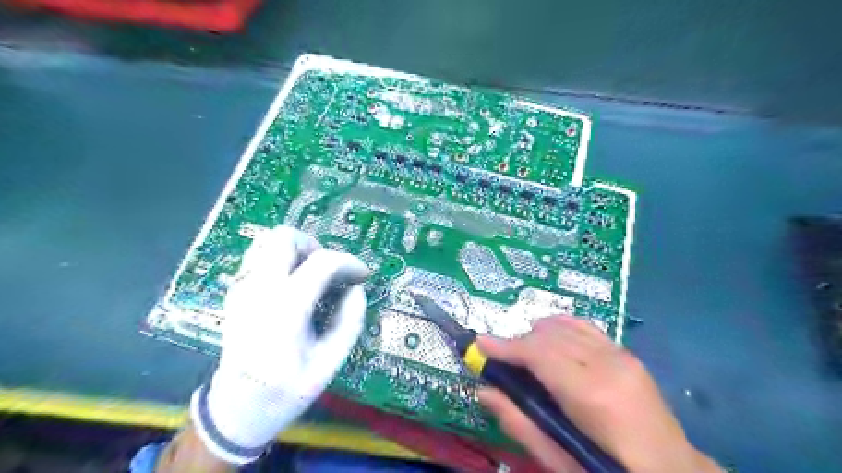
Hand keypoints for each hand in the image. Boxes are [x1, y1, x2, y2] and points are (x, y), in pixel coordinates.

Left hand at [191, 225, 367, 465]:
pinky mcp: (235, 292)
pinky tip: (292, 284)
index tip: (362, 274)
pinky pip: (258, 257)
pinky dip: (280, 259)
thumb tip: (357, 290)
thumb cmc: (286, 390)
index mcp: (285, 309)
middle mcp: (259, 290)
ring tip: (310, 274)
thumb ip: (349, 322)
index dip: (349, 262)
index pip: (322, 262)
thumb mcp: (329, 363)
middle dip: (315, 246)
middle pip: (285, 237)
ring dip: (295, 250)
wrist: (236, 409)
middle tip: (329, 270)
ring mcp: (242, 289)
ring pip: (266, 241)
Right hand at [477, 314, 719, 471]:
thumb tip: (485, 392)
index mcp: (591, 396)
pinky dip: (560, 326)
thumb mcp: (561, 461)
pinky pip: (585, 326)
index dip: (506, 346)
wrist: (672, 471)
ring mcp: (620, 355)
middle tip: (499, 357)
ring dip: (537, 334)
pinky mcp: (626, 353)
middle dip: (518, 342)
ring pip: (565, 326)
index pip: (539, 354)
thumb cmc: (610, 470)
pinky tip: (550, 335)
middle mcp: (607, 365)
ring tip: (524, 352)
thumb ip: (520, 423)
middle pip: (549, 336)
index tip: (480, 343)